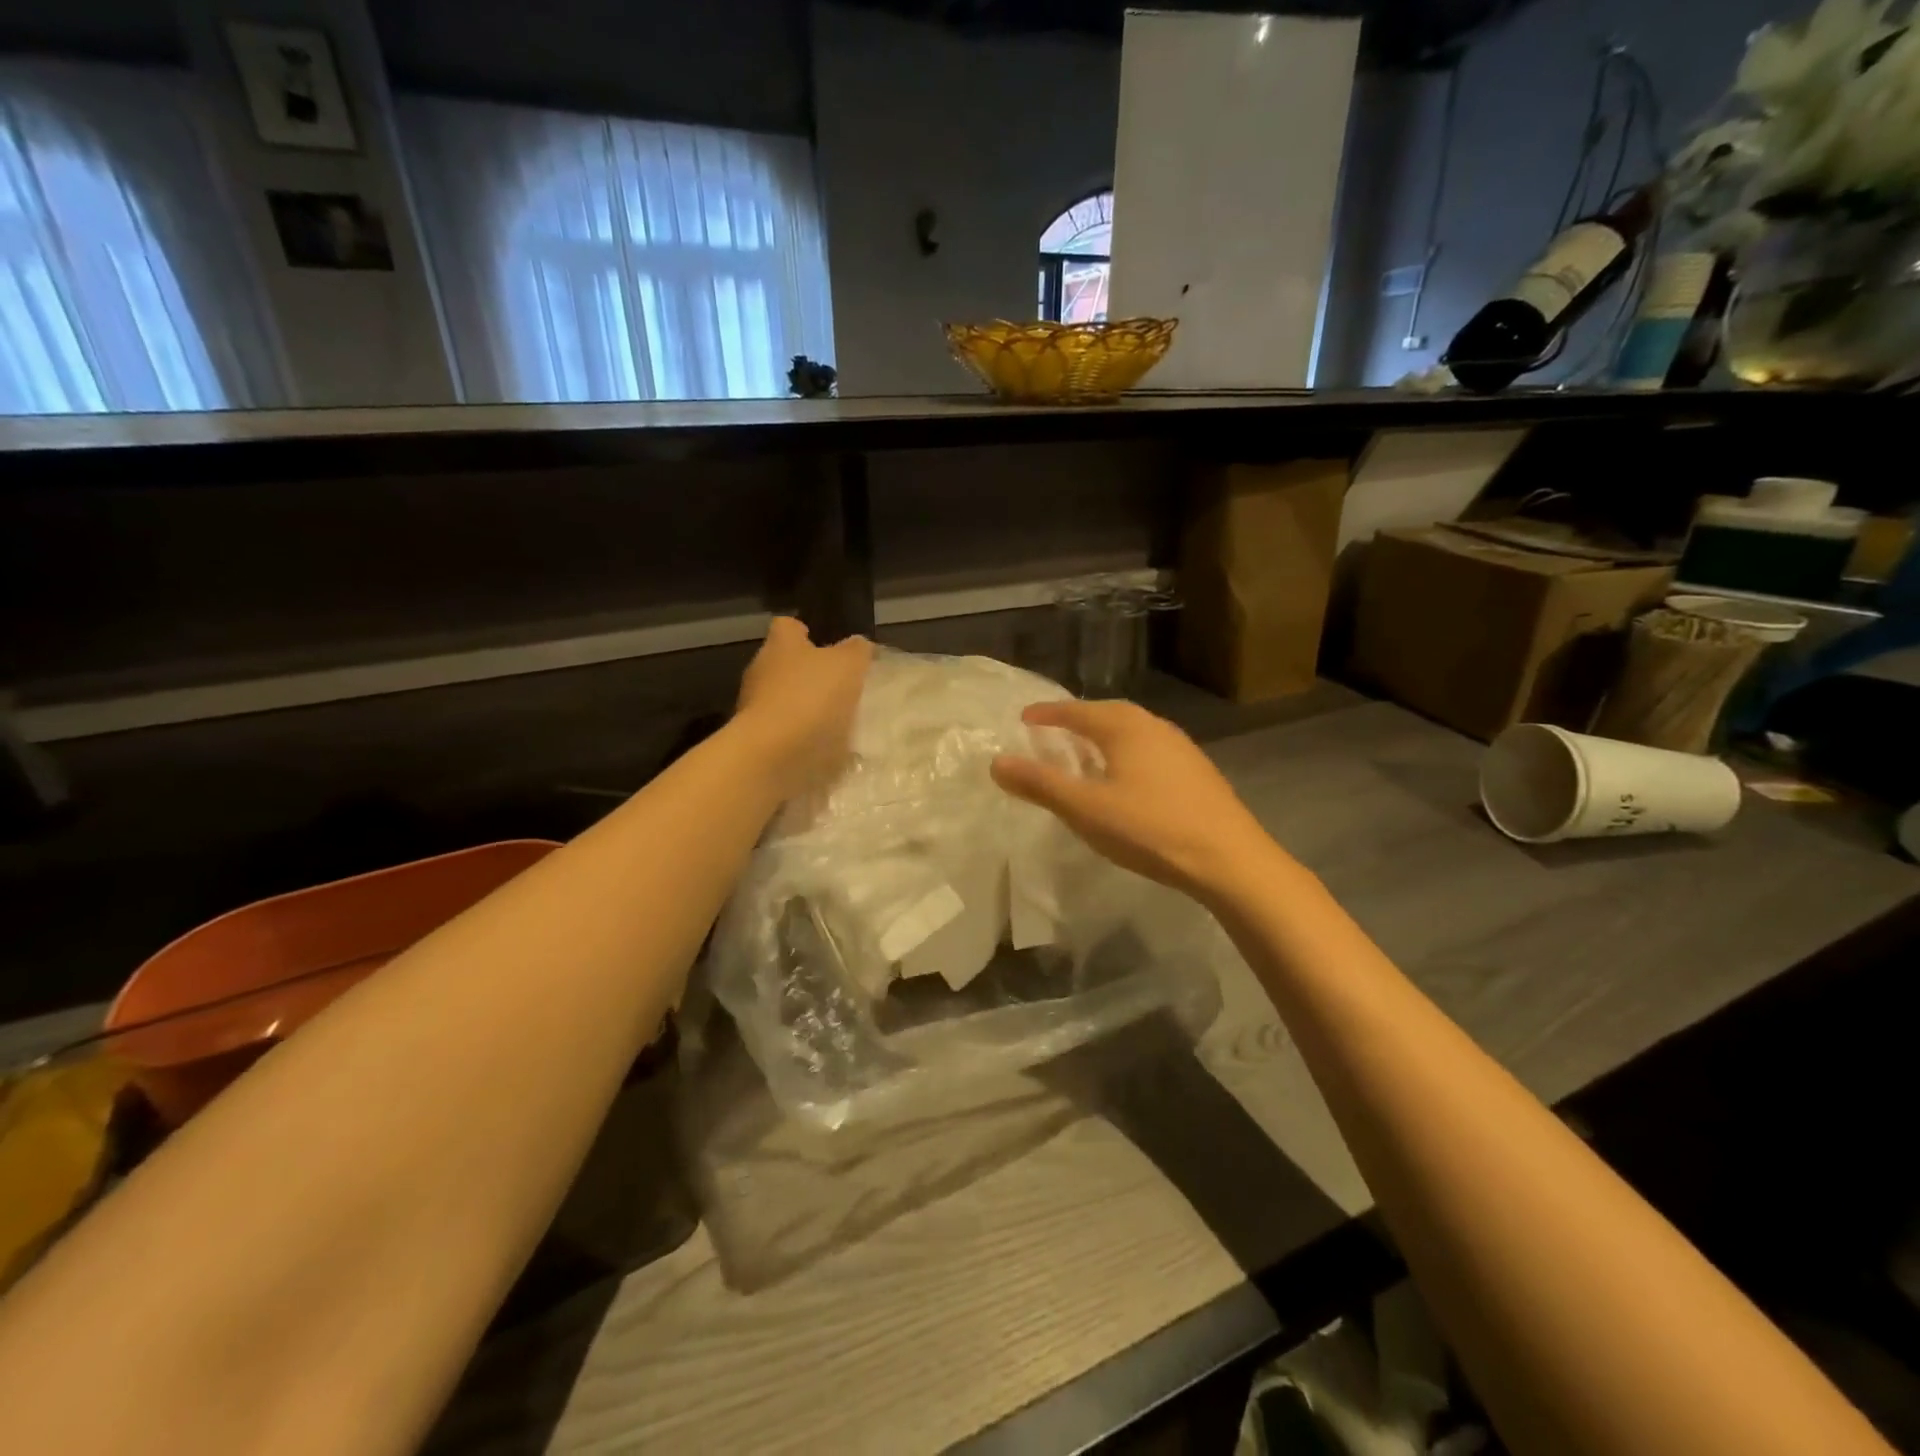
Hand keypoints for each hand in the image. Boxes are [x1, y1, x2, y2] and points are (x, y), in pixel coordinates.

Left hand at [734, 617, 872, 799]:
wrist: (773, 757)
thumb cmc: (810, 698)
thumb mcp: (847, 666)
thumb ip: (856, 651)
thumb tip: (858, 644)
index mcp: (780, 646)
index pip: (787, 626)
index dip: (804, 631)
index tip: (821, 641)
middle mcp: (761, 672)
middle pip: (784, 665)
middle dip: (808, 674)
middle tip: (840, 685)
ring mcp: (755, 709)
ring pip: (784, 700)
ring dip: (806, 708)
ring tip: (837, 721)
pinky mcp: (758, 742)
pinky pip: (785, 733)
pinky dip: (802, 738)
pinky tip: (825, 748)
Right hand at [991, 699, 1288, 902]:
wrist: (1229, 859)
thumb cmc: (1150, 828)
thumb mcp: (1085, 809)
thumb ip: (1040, 784)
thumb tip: (996, 762)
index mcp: (1125, 727)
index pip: (1076, 711)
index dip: (1047, 714)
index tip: (1025, 719)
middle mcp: (1154, 726)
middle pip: (1107, 715)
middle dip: (1077, 721)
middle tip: (1052, 733)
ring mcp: (1181, 748)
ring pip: (1132, 733)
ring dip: (1104, 738)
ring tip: (1085, 755)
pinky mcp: (1197, 772)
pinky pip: (1150, 751)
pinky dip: (1126, 755)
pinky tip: (1126, 781)